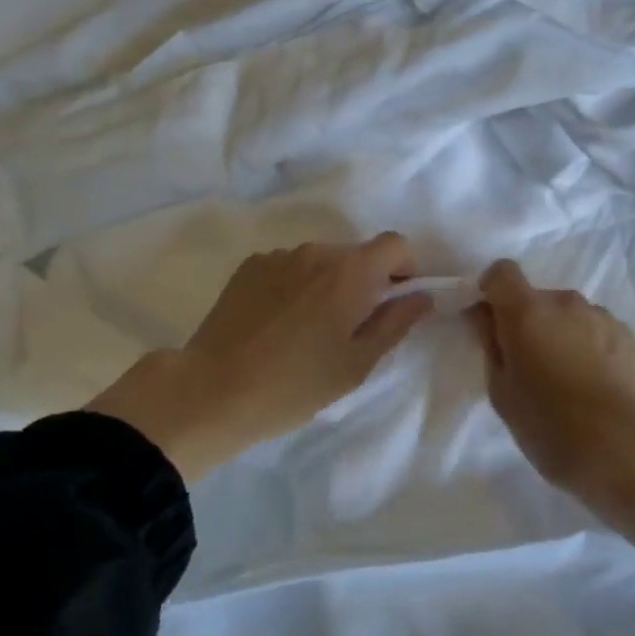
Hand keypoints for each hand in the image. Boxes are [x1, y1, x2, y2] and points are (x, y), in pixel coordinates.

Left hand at [87, 234, 433, 481]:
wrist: (212, 391)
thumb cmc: (295, 384)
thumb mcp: (356, 364)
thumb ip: (396, 323)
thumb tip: (422, 296)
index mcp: (349, 272)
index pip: (395, 244)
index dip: (405, 269)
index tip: (394, 302)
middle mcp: (316, 251)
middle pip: (356, 254)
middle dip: (364, 282)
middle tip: (349, 327)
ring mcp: (278, 256)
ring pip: (321, 261)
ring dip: (327, 284)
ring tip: (307, 329)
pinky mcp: (249, 267)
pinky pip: (289, 267)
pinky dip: (295, 286)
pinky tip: (277, 324)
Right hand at [470, 260, 634, 554]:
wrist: (624, 451)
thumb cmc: (549, 426)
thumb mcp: (502, 392)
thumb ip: (491, 344)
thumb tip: (485, 316)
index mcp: (527, 311)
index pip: (501, 272)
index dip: (492, 290)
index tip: (491, 320)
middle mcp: (565, 302)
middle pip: (537, 298)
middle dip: (529, 322)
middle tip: (530, 366)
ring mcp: (601, 316)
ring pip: (569, 315)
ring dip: (562, 334)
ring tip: (568, 380)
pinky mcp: (629, 336)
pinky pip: (596, 330)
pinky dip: (589, 346)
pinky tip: (595, 385)